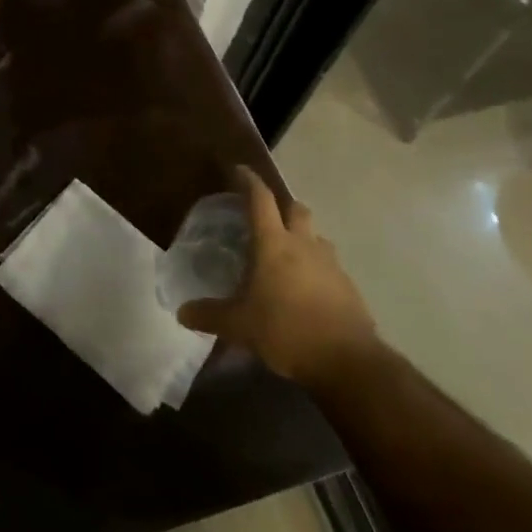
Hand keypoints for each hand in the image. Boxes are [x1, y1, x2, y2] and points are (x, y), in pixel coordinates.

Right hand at [177, 166, 378, 389]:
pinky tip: (307, 290)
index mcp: (273, 244)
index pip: (260, 199)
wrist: (348, 362)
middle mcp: (304, 245)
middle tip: (267, 217)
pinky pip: (330, 267)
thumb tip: (182, 312)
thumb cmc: (286, 331)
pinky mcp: (349, 288)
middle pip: (296, 209)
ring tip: (288, 255)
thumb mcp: (239, 326)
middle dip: (282, 206)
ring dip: (303, 237)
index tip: (239, 169)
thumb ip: (210, 315)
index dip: (248, 181)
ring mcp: (331, 265)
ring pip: (317, 237)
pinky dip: (317, 269)